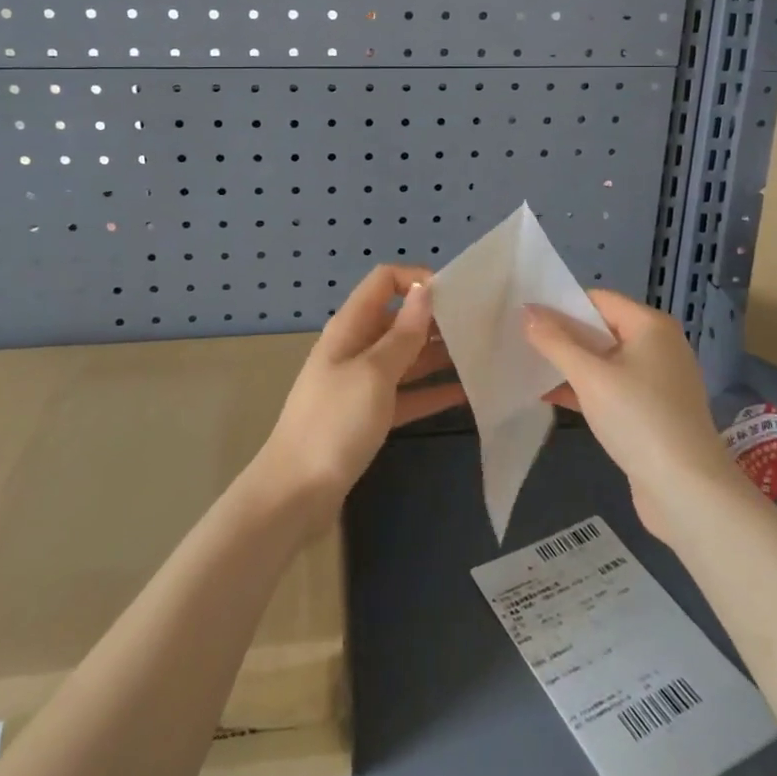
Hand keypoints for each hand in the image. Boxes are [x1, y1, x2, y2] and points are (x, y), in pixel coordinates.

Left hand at [250, 264, 466, 528]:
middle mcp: (356, 348)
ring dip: (438, 355)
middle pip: (399, 319)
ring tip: (482, 356)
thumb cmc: (334, 424)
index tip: (455, 295)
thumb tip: (425, 289)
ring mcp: (362, 384)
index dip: (417, 279)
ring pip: (406, 358)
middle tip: (481, 327)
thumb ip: (403, 334)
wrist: (294, 496)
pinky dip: (431, 392)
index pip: (384, 282)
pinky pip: (406, 394)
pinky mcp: (369, 417)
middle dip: (435, 319)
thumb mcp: (373, 374)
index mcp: (350, 328)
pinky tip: (466, 393)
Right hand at [525, 290, 735, 540]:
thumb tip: (527, 312)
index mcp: (650, 326)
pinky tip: (550, 396)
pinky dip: (585, 389)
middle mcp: (659, 346)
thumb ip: (555, 342)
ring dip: (570, 364)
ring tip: (528, 365)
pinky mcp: (653, 413)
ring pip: (604, 362)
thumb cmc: (639, 419)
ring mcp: (658, 382)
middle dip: (562, 335)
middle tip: (521, 339)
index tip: (525, 314)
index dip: (561, 304)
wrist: (688, 493)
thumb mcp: (590, 377)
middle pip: (601, 329)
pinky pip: (612, 389)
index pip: (598, 299)